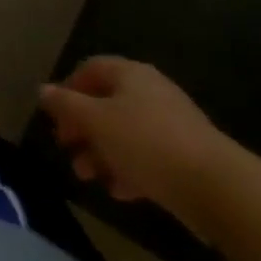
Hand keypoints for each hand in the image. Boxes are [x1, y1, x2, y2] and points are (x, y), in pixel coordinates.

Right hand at [38, 57, 240, 236]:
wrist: (217, 187)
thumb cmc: (146, 143)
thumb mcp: (95, 121)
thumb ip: (66, 105)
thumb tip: (44, 91)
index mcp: (130, 74)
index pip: (90, 69)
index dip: (68, 89)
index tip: (54, 116)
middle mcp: (151, 92)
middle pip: (106, 103)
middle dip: (83, 127)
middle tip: (67, 148)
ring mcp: (172, 124)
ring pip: (125, 132)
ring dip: (102, 152)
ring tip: (87, 176)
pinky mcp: (186, 156)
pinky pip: (148, 156)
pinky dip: (129, 169)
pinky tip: (119, 191)